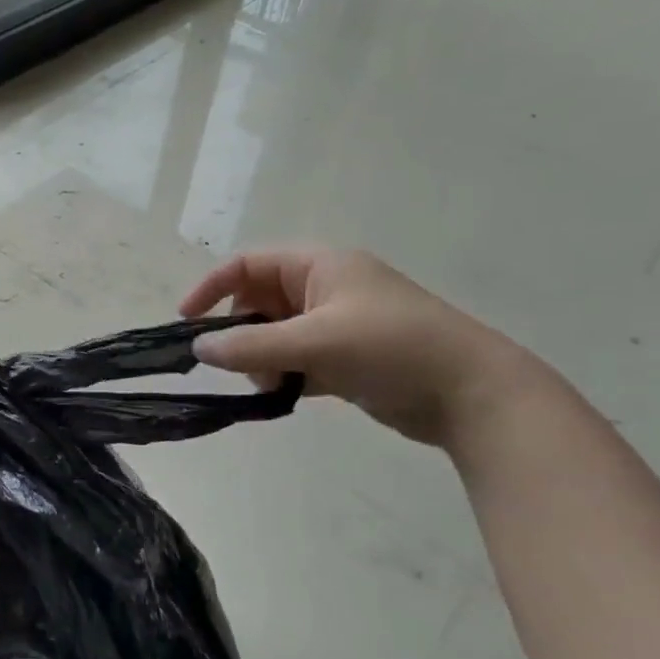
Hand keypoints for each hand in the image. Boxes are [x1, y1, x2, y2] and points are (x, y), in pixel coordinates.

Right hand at [180, 248, 542, 446]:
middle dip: (241, 331)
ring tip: (273, 383)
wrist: (473, 394)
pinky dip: (284, 374)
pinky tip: (287, 393)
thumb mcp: (317, 341)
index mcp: (320, 265)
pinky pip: (297, 359)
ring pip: (276, 334)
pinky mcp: (347, 357)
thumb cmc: (393, 348)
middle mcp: (325, 288)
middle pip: (259, 300)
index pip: (248, 264)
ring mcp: (337, 323)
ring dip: (263, 357)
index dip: (212, 287)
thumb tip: (199, 350)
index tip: (186, 322)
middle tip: (236, 363)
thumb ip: (252, 345)